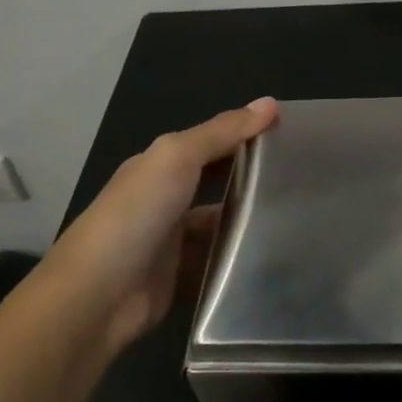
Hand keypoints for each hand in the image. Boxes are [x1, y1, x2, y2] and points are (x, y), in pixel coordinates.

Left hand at [42, 98, 278, 356]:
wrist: (96, 298)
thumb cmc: (135, 216)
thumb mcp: (177, 158)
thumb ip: (222, 132)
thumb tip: (270, 103)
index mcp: (159, 166)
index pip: (211, 142)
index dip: (246, 134)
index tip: (292, 134)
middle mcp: (165, 199)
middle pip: (217, 182)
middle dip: (252, 177)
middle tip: (304, 177)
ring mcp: (173, 242)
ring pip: (221, 224)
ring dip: (249, 221)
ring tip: (300, 217)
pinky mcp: (181, 278)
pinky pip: (218, 262)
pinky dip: (240, 258)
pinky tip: (274, 254)